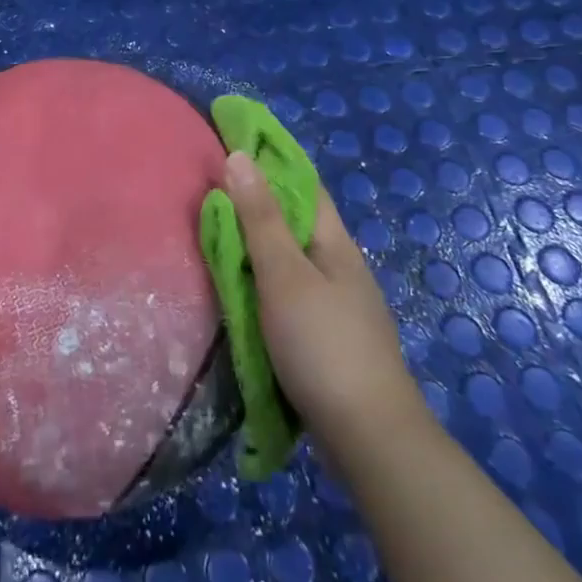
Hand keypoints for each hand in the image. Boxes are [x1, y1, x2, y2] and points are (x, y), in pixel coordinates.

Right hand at [221, 151, 426, 463]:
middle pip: (296, 221)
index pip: (303, 184)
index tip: (232, 142)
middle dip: (258, 201)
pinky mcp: (329, 337)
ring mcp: (339, 304)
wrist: (370, 439)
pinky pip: (290, 291)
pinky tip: (243, 290)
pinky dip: (264, 279)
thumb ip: (259, 218)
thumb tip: (239, 155)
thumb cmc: (323, 345)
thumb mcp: (284, 275)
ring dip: (259, 243)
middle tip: (211, 190)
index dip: (271, 159)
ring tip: (218, 235)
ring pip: (292, 258)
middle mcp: (340, 265)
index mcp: (335, 242)